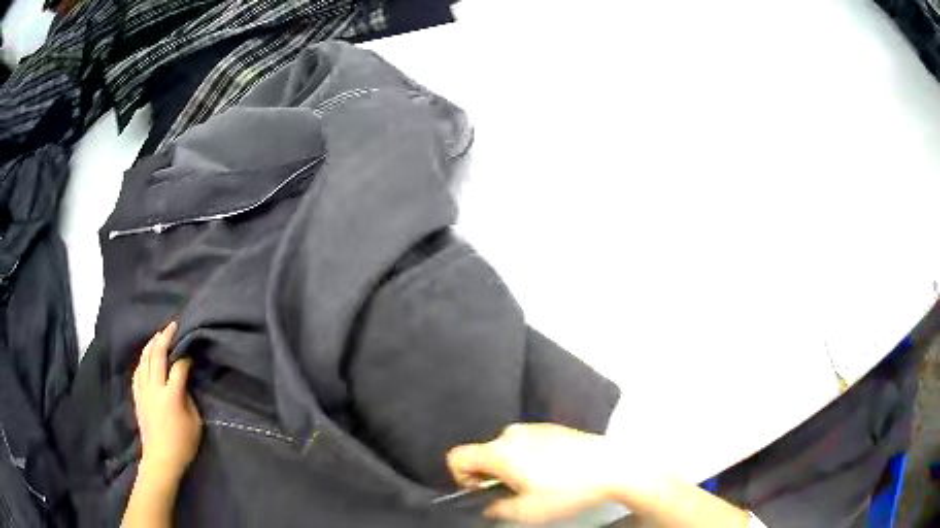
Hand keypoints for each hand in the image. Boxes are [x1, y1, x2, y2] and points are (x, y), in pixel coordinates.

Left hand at [132, 322, 202, 481]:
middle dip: (165, 338)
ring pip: (144, 359)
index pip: (178, 367)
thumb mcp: (195, 423)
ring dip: (152, 345)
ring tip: (159, 335)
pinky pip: (138, 371)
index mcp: (171, 395)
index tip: (192, 353)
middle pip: (157, 355)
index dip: (186, 358)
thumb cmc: (182, 444)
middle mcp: (154, 388)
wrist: (161, 459)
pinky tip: (146, 356)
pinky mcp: (137, 396)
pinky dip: (142, 360)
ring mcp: (143, 391)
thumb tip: (184, 384)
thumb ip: (189, 399)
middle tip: (173, 326)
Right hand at [446, 423, 621, 523]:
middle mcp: (511, 433)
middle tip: (517, 492)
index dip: (461, 478)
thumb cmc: (566, 490)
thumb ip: (496, 509)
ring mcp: (532, 427)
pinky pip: (525, 443)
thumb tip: (488, 505)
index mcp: (499, 451)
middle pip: (483, 454)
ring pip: (505, 449)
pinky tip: (554, 471)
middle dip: (491, 475)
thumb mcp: (527, 511)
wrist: (611, 466)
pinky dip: (528, 457)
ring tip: (539, 483)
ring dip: (511, 467)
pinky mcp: (551, 427)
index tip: (485, 491)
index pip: (456, 457)